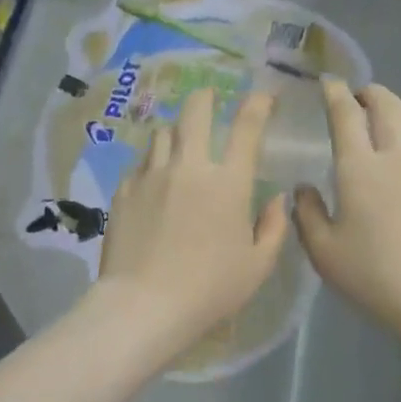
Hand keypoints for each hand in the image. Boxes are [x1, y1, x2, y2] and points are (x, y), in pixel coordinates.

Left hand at [94, 87, 289, 349]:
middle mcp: (189, 167)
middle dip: (207, 98)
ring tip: (181, 142)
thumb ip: (273, 227)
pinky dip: (153, 162)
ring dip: (177, 131)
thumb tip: (276, 198)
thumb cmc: (210, 289)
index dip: (258, 103)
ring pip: (163, 133)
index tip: (263, 96)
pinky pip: (141, 163)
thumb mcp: (257, 266)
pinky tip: (155, 178)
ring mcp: (151, 176)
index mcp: (228, 183)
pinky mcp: (124, 191)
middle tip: (211, 99)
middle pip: (195, 111)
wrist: (144, 305)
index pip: (247, 126)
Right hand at [295, 80, 400, 347]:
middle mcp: (395, 157)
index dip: (335, 94)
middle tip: (357, 97)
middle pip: (387, 104)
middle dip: (369, 92)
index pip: (346, 115)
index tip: (327, 83)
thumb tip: (302, 188)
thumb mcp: (324, 252)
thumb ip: (307, 214)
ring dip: (398, 107)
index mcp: (359, 169)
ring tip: (386, 115)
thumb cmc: (373, 277)